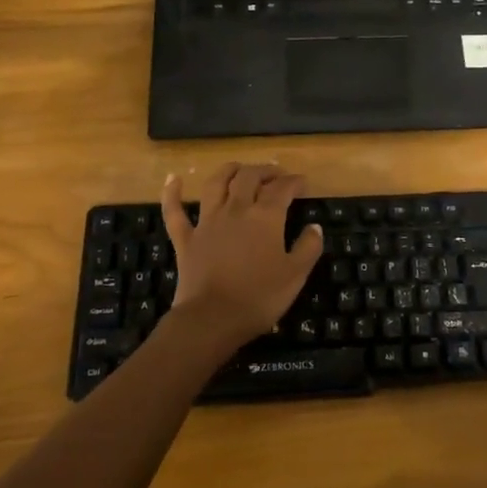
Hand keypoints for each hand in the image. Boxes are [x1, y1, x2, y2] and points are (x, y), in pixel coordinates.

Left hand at [160, 162, 324, 355]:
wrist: (212, 319)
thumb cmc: (259, 297)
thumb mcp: (296, 275)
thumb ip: (308, 247)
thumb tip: (314, 227)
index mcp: (265, 217)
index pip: (282, 188)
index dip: (294, 182)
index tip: (302, 183)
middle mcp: (236, 210)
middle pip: (248, 178)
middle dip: (264, 171)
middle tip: (275, 175)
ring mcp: (207, 222)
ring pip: (216, 184)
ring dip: (228, 171)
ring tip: (238, 168)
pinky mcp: (186, 239)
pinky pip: (175, 211)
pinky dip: (172, 193)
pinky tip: (173, 179)